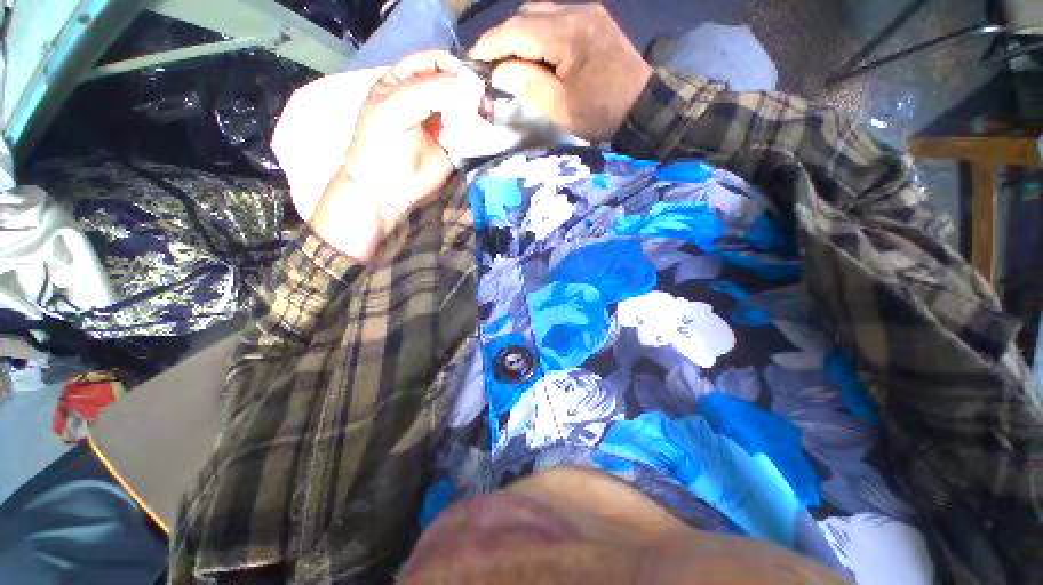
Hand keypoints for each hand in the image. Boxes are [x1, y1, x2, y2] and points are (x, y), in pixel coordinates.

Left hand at [310, 51, 477, 260]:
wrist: (389, 188)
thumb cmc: (383, 144)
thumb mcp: (397, 107)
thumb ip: (429, 90)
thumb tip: (467, 85)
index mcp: (402, 81)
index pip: (431, 60)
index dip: (451, 64)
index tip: (467, 78)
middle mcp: (423, 98)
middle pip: (451, 82)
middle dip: (468, 88)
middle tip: (481, 100)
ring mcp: (439, 122)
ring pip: (463, 106)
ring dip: (475, 107)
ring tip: (485, 114)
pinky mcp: (452, 144)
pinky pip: (468, 130)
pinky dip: (477, 128)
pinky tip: (482, 129)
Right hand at [469, 3, 652, 141]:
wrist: (641, 108)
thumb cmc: (600, 114)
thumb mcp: (560, 107)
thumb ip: (527, 84)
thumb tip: (498, 71)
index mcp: (568, 35)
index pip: (516, 31)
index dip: (490, 44)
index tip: (473, 60)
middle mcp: (576, 11)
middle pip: (526, 15)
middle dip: (503, 38)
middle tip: (493, 65)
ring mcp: (587, 11)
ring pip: (540, 13)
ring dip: (521, 34)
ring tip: (512, 61)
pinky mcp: (594, 18)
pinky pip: (556, 17)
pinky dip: (539, 33)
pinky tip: (536, 54)